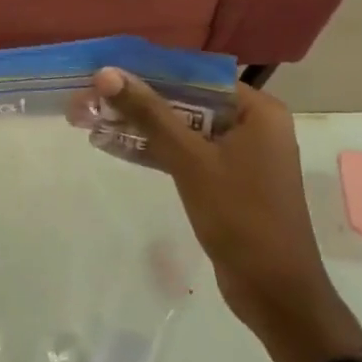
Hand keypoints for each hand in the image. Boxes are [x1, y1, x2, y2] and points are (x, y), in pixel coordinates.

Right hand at [87, 70, 361, 361]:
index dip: (147, 70)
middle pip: (184, 100)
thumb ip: (148, 113)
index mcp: (257, 111)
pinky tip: (109, 142)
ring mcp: (238, 154)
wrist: (274, 292)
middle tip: (87, 95)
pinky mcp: (223, 179)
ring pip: (179, 126)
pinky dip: (151, 148)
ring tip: (88, 117)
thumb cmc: (240, 217)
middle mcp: (251, 124)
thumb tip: (105, 73)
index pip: (194, 75)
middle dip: (135, 99)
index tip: (104, 69)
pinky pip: (182, 152)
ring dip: (137, 124)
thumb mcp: (190, 159)